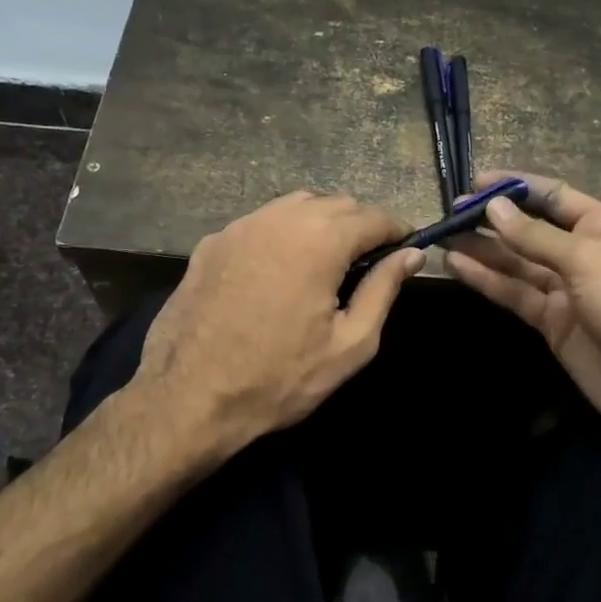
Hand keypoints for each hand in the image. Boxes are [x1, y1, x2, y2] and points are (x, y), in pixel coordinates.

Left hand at [136, 192, 422, 457]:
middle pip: (336, 203)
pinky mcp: (212, 243)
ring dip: (321, 223)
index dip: (397, 229)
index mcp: (321, 240)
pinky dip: (282, 233)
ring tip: (326, 260)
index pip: (373, 216)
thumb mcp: (349, 344)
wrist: (188, 398)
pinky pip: (260, 223)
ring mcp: (240, 226)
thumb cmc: (279, 378)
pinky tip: (279, 268)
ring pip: (295, 206)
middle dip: (360, 224)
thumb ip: (383, 290)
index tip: (407, 246)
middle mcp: (280, 219)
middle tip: (369, 260)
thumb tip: (412, 255)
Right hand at [446, 171, 600, 442]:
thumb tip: (494, 207)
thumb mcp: (588, 262)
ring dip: (482, 249)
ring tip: (443, 237)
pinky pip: (513, 292)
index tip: (475, 181)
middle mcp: (581, 252)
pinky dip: (486, 280)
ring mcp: (564, 288)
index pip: (552, 195)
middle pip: (529, 228)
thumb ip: (536, 236)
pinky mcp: (550, 320)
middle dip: (492, 219)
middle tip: (450, 213)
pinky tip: (457, 266)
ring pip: (515, 262)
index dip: (515, 186)